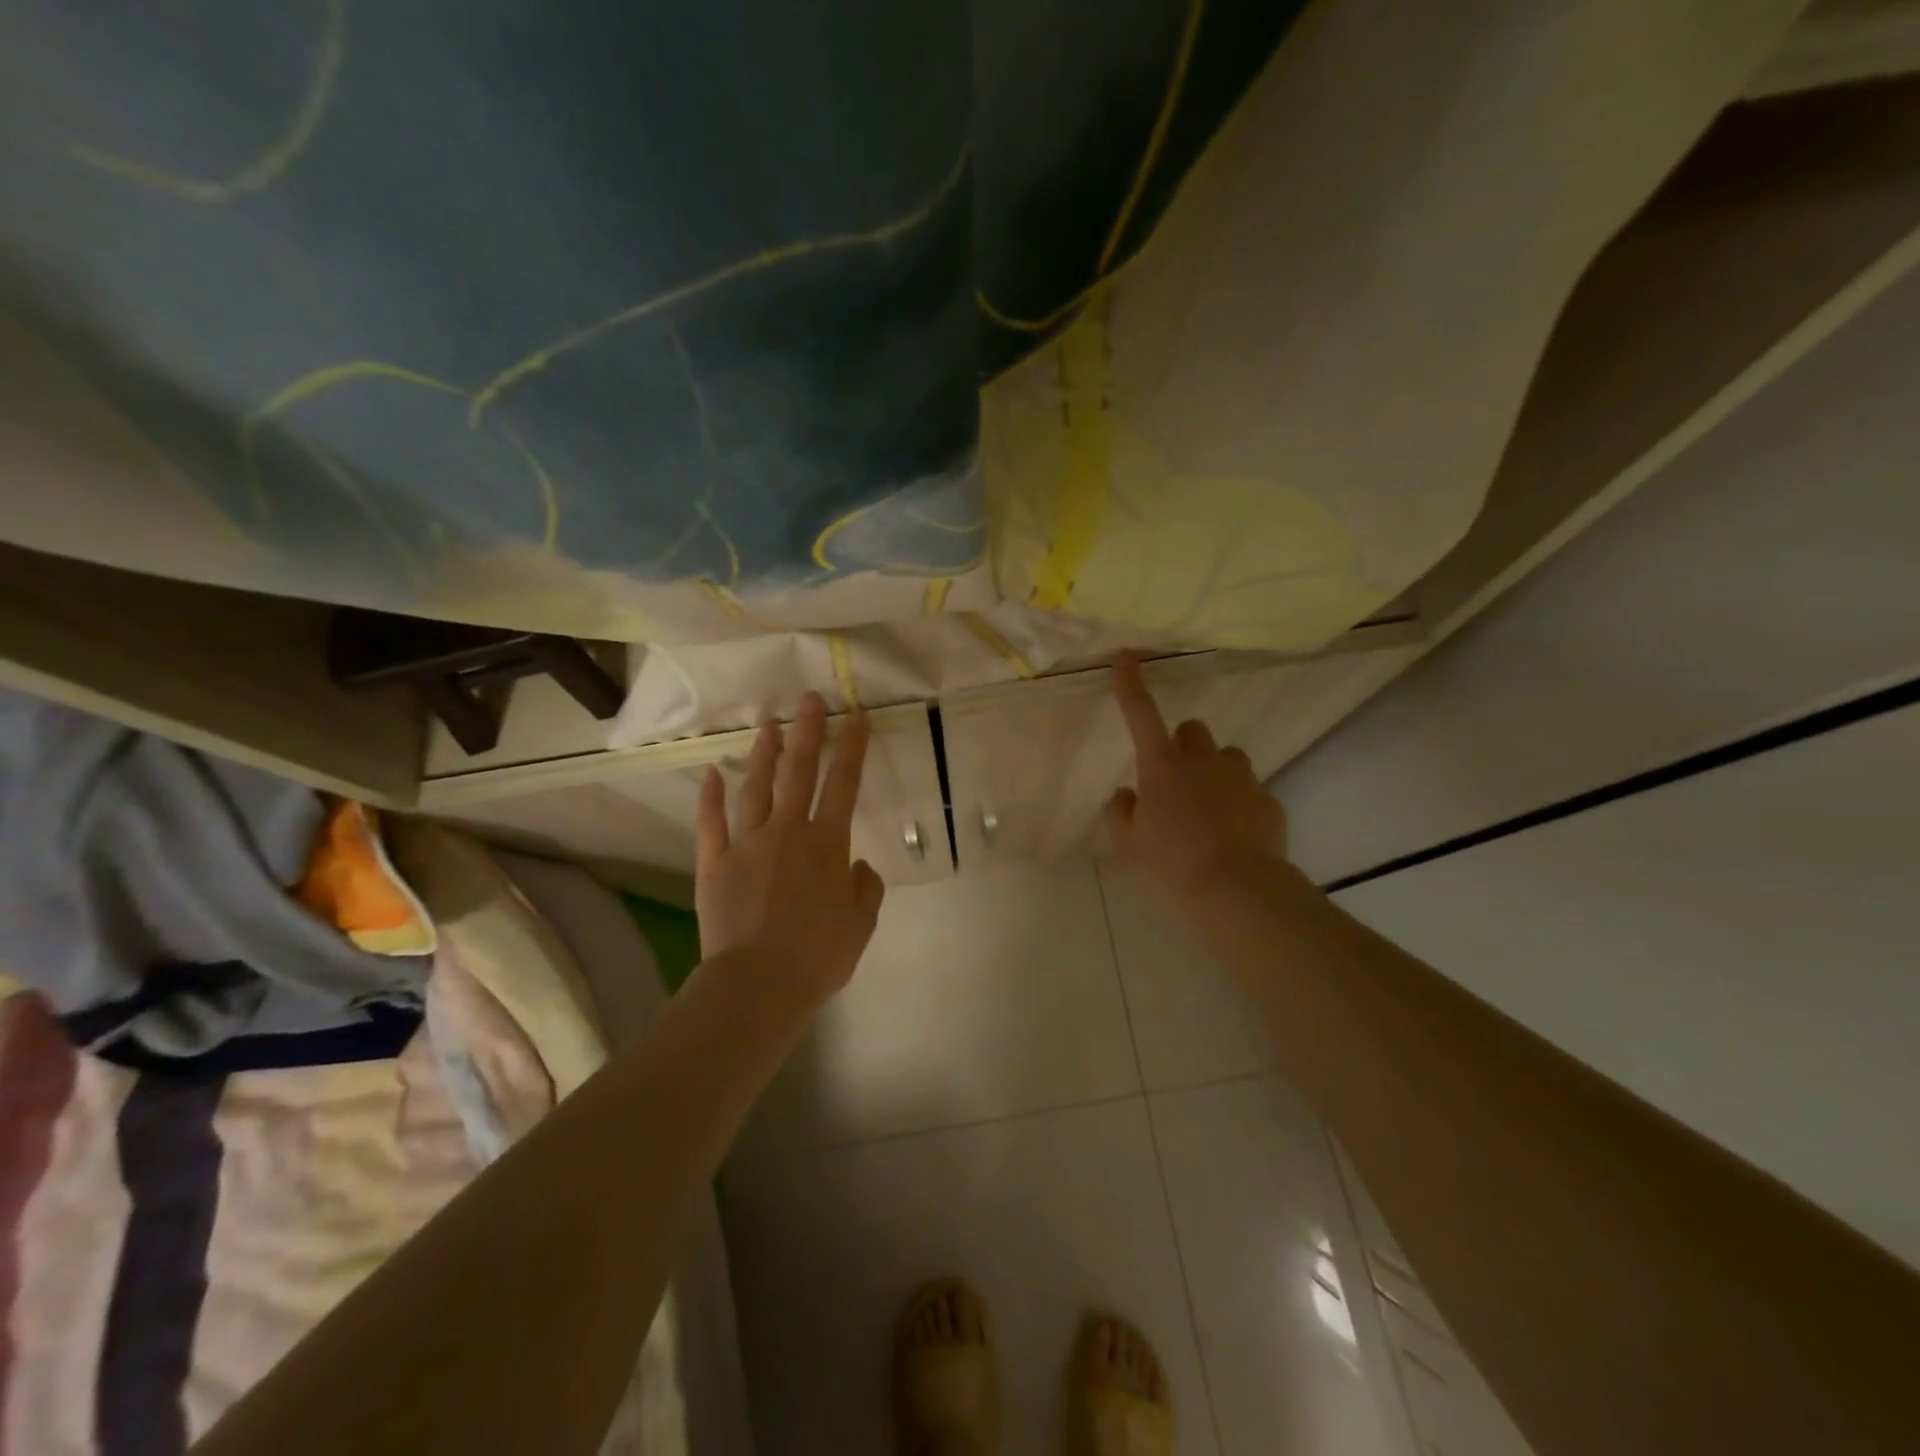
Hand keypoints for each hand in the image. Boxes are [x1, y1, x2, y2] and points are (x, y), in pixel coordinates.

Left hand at [695, 692, 885, 1005]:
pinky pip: (711, 823)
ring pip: (756, 788)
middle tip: (808, 700)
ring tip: (768, 727)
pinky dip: (711, 797)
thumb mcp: (860, 926)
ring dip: (764, 755)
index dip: (852, 747)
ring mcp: (746, 844)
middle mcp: (787, 832)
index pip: (844, 784)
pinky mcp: (714, 863)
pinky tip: (711, 774)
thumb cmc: (818, 956)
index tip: (856, 716)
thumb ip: (865, 889)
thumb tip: (860, 867)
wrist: (758, 984)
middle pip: (799, 772)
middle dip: (807, 733)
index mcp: (827, 844)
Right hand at [1106, 655, 1288, 916]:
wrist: (1237, 893)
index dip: (1131, 686)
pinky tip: (1235, 837)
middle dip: (1183, 746)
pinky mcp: (1269, 800)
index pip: (1141, 715)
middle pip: (1192, 729)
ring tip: (1209, 811)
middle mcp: (1202, 762)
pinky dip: (1239, 805)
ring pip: (1226, 757)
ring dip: (1214, 773)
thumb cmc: (1171, 866)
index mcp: (1162, 767)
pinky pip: (1250, 791)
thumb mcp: (1129, 845)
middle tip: (1176, 782)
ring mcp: (1241, 778)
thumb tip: (1127, 794)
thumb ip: (1121, 813)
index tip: (1126, 658)